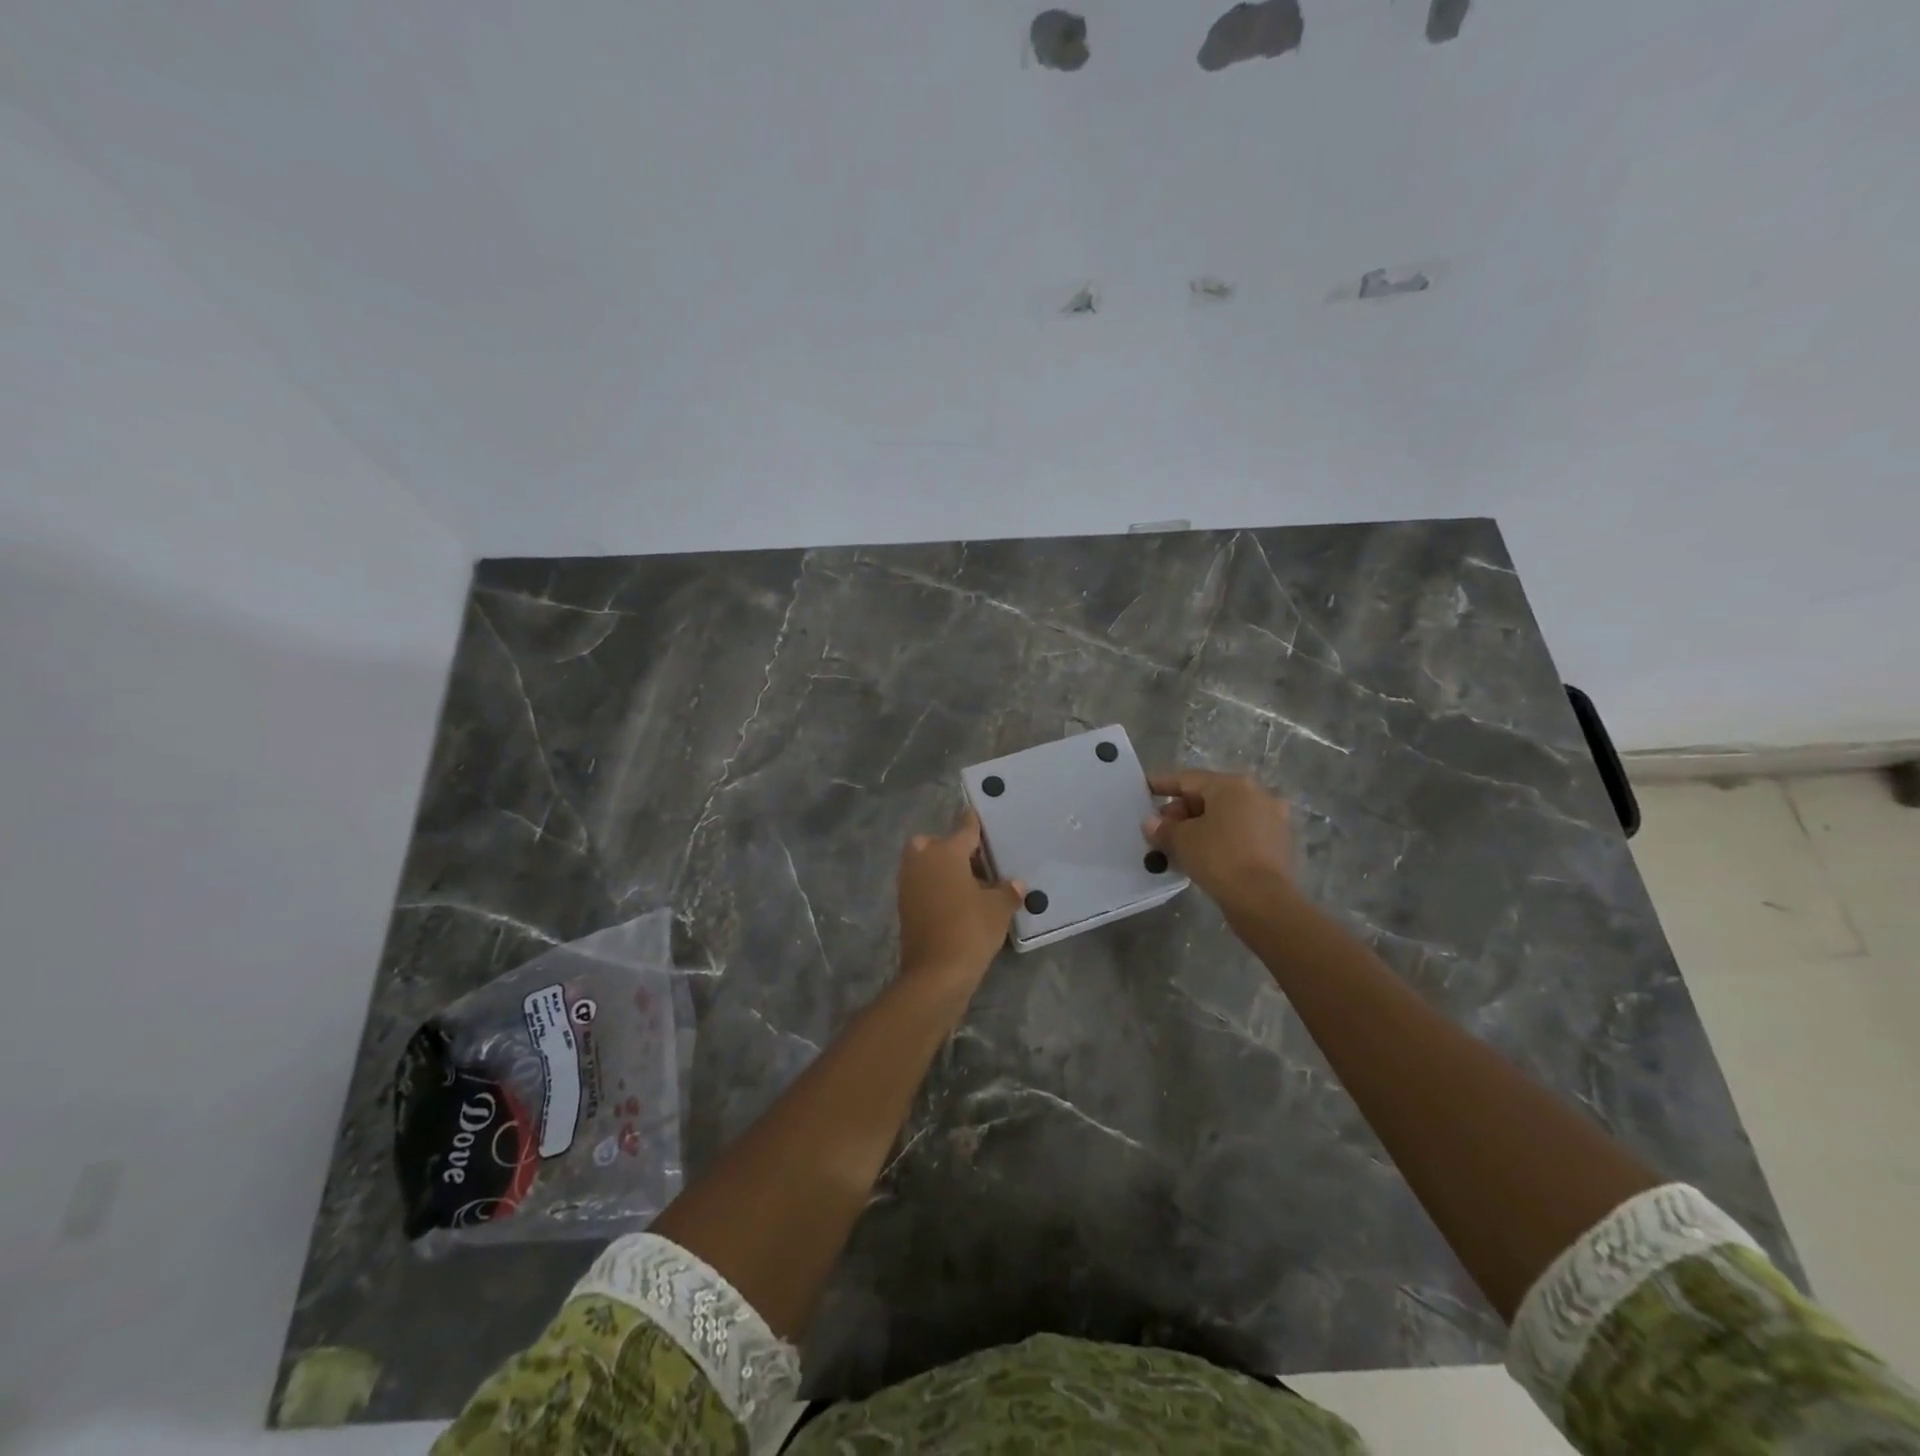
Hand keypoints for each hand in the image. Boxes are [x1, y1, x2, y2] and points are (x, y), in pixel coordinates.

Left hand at [897, 809, 1023, 987]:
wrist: (936, 974)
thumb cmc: (970, 930)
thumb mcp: (998, 909)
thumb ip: (1007, 891)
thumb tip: (1016, 884)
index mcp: (945, 852)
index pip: (964, 828)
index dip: (974, 822)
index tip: (979, 814)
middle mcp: (922, 861)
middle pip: (934, 843)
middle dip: (950, 847)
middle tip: (975, 862)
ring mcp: (909, 884)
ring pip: (924, 864)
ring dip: (942, 868)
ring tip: (971, 884)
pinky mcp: (904, 907)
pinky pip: (922, 885)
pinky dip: (936, 887)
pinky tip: (958, 901)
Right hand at [1144, 769, 1300, 922]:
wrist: (1263, 900)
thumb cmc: (1219, 858)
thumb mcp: (1182, 840)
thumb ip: (1163, 828)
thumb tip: (1150, 823)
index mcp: (1232, 785)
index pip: (1188, 779)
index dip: (1162, 784)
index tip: (1144, 789)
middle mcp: (1257, 795)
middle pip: (1209, 796)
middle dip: (1181, 811)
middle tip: (1160, 829)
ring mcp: (1272, 819)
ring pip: (1226, 817)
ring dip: (1200, 827)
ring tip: (1178, 845)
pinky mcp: (1278, 844)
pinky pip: (1240, 834)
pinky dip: (1220, 839)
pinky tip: (1202, 855)